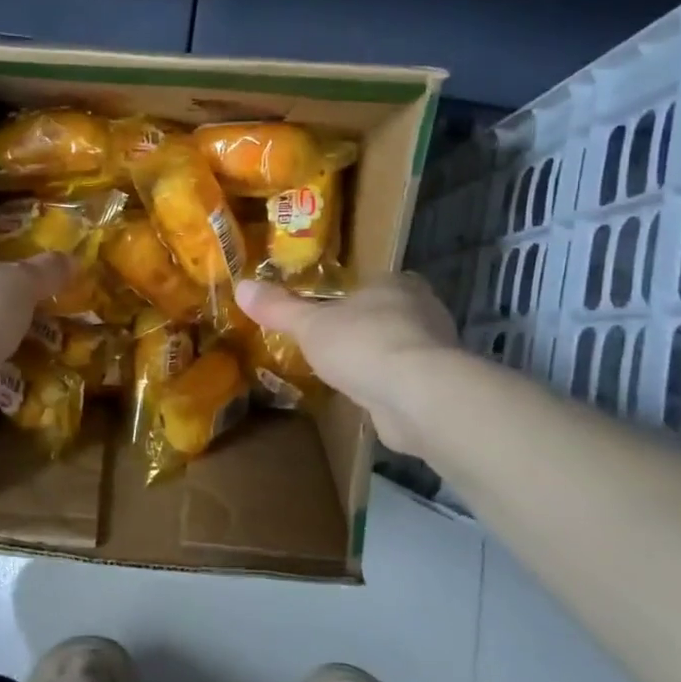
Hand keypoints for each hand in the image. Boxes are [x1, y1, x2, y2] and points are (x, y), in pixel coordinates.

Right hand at [235, 274, 457, 453]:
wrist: (417, 396)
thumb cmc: (362, 344)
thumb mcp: (310, 324)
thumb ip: (278, 308)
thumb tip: (241, 285)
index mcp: (395, 283)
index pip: (371, 283)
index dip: (350, 297)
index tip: (327, 312)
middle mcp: (422, 309)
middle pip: (387, 314)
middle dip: (363, 328)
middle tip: (331, 343)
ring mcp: (435, 349)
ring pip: (399, 347)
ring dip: (377, 359)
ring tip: (346, 373)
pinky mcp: (439, 385)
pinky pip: (406, 379)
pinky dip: (388, 387)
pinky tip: (368, 398)